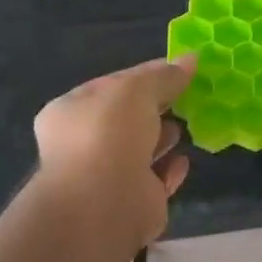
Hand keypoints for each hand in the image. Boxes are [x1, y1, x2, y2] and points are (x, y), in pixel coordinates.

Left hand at [32, 57, 194, 246]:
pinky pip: (155, 179)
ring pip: (139, 149)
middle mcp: (82, 143)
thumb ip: (164, 75)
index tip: (179, 69)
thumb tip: (191, 59)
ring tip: (186, 125)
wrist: (105, 202)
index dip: (145, 74)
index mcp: (70, 111)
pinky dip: (170, 169)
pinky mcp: (131, 202)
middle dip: (154, 107)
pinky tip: (184, 159)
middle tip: (187, 96)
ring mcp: (105, 176)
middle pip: (126, 117)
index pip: (112, 84)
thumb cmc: (110, 133)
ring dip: (161, 137)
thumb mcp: (137, 89)